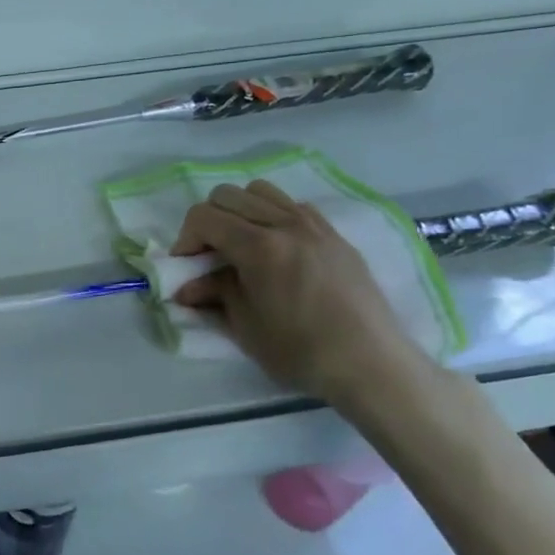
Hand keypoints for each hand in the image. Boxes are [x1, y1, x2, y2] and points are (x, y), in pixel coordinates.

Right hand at [172, 180, 431, 402]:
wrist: (369, 363)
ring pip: (261, 191)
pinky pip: (292, 206)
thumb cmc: (299, 350)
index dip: (185, 238)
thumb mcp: (244, 325)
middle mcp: (286, 224)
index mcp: (259, 247)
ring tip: (240, 246)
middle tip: (209, 256)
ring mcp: (314, 225)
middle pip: (228, 195)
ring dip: (240, 212)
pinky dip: (272, 216)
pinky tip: (275, 249)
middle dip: (208, 221)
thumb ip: (214, 293)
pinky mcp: (334, 235)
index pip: (204, 216)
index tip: (187, 266)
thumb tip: (186, 288)